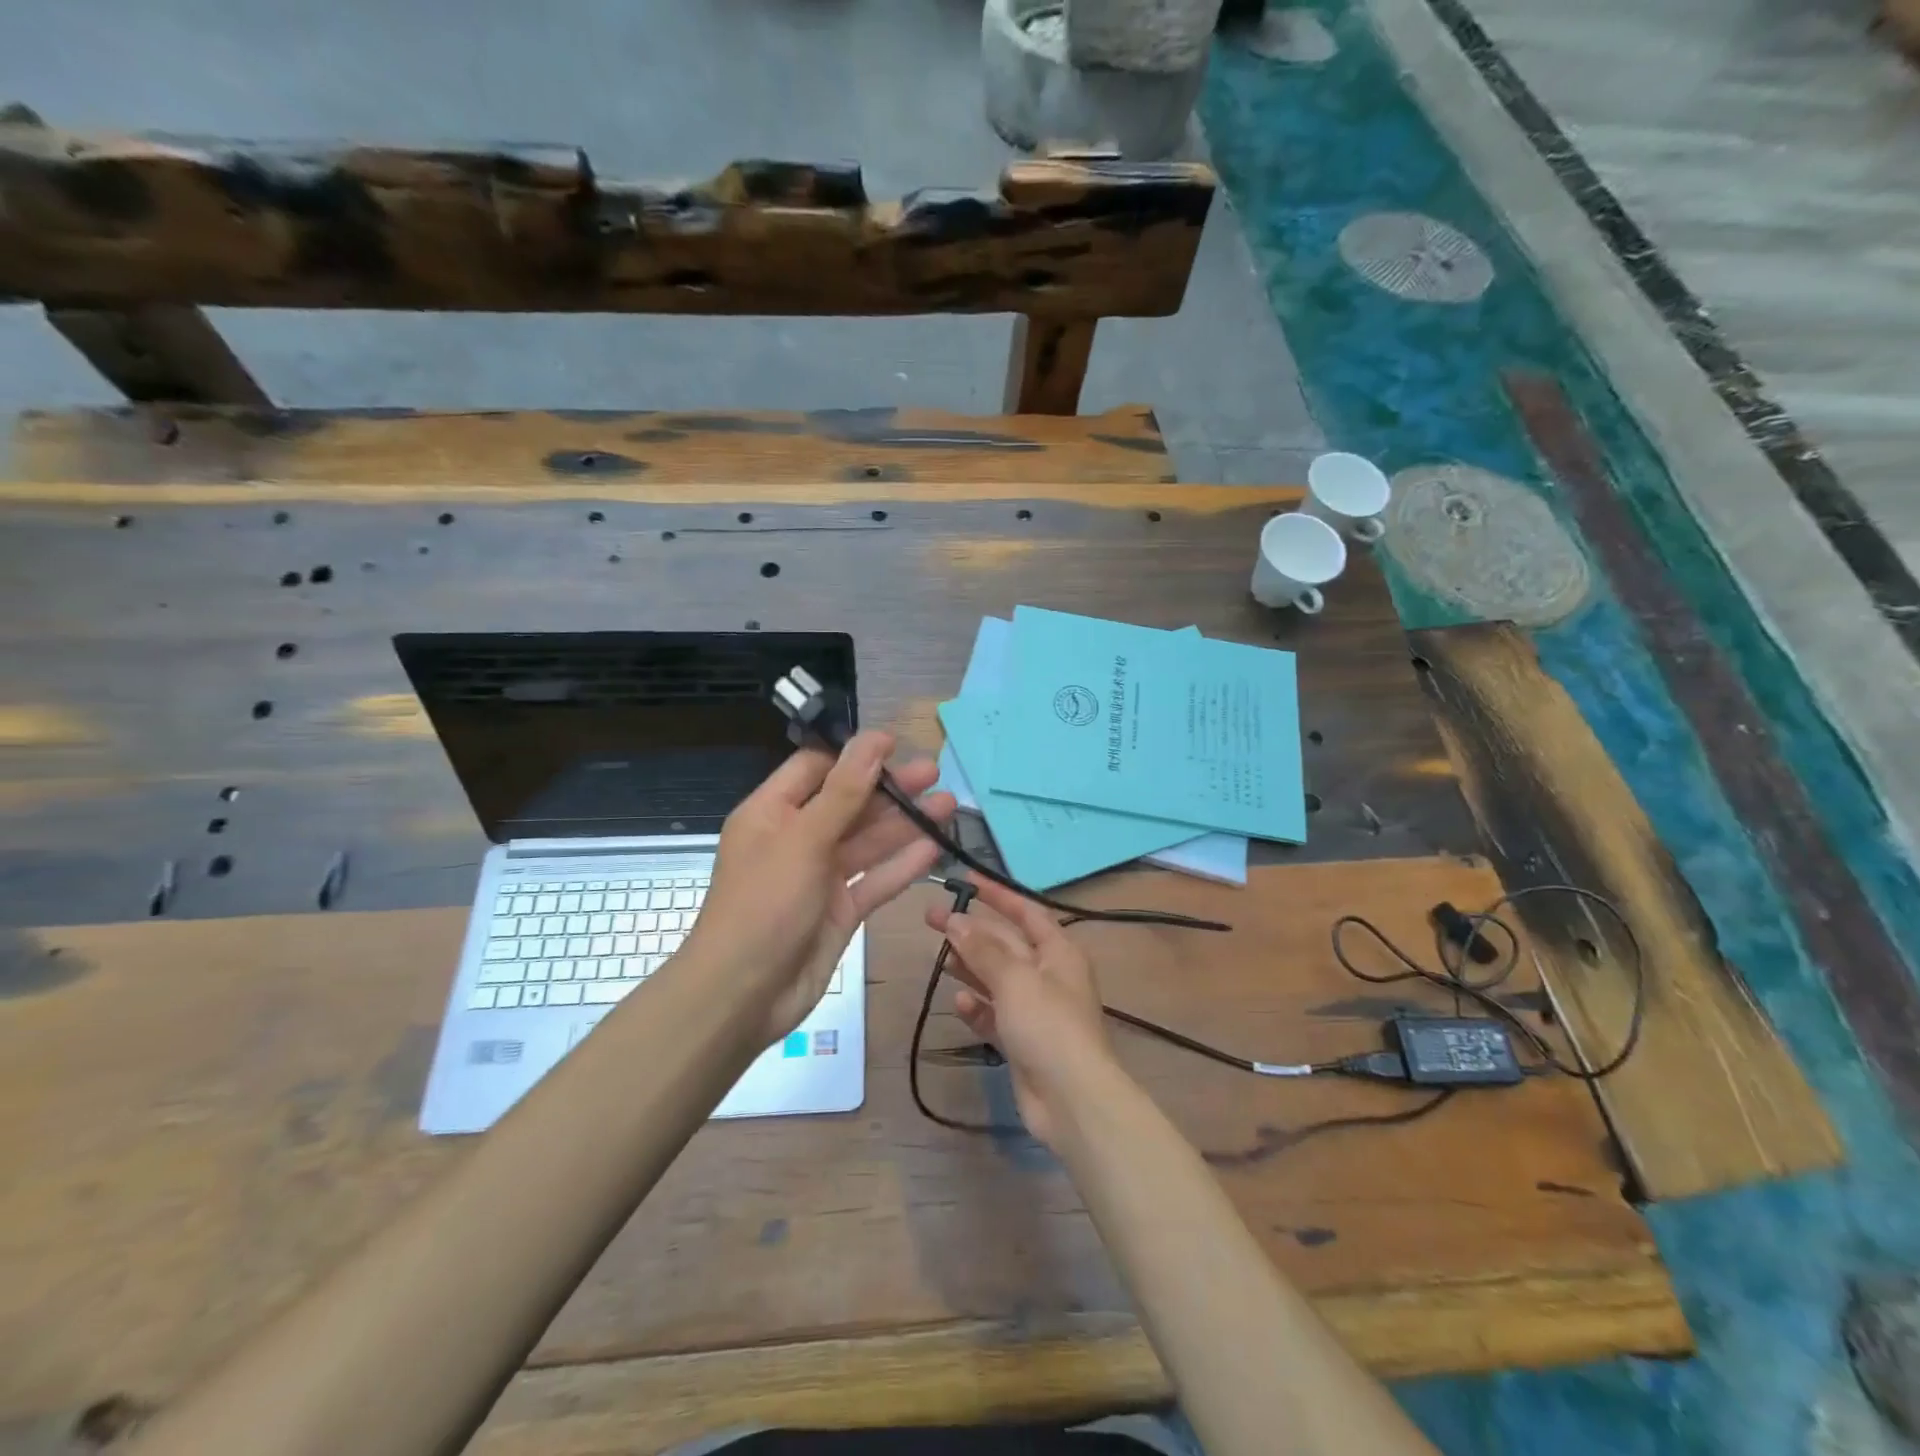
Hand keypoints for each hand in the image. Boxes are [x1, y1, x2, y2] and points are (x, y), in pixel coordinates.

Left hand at [688, 730, 954, 1047]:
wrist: (743, 995)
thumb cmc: (765, 904)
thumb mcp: (804, 839)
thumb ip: (845, 791)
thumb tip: (873, 739)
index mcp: (773, 812)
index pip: (816, 769)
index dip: (854, 756)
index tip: (896, 747)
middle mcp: (797, 839)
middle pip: (849, 803)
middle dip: (890, 789)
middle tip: (934, 774)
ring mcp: (819, 877)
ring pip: (868, 842)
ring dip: (905, 824)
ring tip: (948, 806)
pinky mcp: (840, 910)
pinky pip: (875, 880)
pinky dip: (902, 865)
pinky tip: (935, 849)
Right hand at [925, 878, 1119, 1149]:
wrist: (1072, 1100)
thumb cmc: (1048, 1025)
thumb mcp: (1014, 979)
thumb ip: (983, 949)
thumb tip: (956, 920)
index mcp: (1058, 952)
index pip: (1025, 911)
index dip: (997, 894)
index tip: (966, 880)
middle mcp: (1048, 975)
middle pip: (1005, 944)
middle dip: (972, 931)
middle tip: (932, 918)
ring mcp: (1035, 1010)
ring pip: (997, 978)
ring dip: (970, 967)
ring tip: (940, 957)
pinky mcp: (1022, 1040)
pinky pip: (994, 1014)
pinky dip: (977, 1007)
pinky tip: (959, 1003)